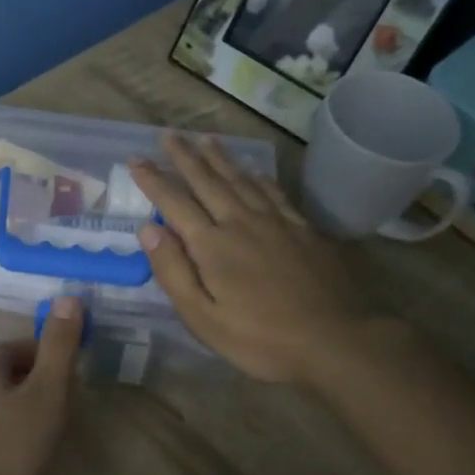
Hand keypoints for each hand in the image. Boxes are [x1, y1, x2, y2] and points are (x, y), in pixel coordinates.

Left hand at [0, 298, 84, 474]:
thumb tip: (69, 297)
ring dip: (31, 407)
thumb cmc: (16, 447)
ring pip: (4, 404)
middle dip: (39, 379)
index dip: (43, 350)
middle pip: (8, 373)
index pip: (13, 346)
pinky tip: (38, 454)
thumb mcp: (47, 391)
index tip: (70, 369)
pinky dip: (21, 434)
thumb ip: (59, 346)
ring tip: (60, 425)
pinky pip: (0, 433)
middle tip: (70, 397)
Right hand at [130, 135, 375, 386]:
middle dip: (184, 157)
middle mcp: (240, 222)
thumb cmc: (262, 338)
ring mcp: (276, 222)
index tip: (136, 160)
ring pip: (241, 179)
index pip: (174, 203)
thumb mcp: (204, 318)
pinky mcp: (303, 229)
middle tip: (169, 135)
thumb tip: (148, 229)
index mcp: (212, 245)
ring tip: (205, 140)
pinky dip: (259, 177)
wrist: (338, 339)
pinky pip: (274, 192)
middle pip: (207, 181)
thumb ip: (174, 271)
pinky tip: (254, 171)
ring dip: (219, 158)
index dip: (153, 180)